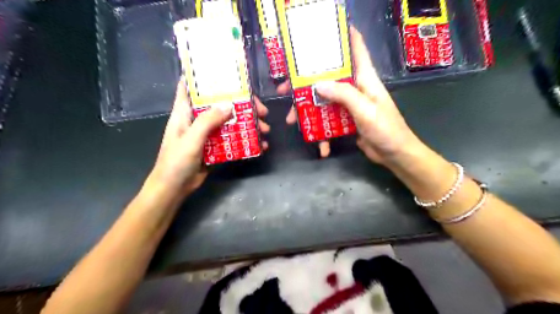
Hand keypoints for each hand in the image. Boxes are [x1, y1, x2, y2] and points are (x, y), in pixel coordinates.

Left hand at [149, 78, 270, 196]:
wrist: (174, 189)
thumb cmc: (176, 162)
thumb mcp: (191, 140)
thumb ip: (208, 121)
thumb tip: (229, 105)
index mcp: (185, 112)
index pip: (191, 87)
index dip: (205, 77)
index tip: (227, 73)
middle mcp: (197, 119)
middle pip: (220, 105)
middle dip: (241, 105)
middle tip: (261, 110)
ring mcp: (208, 134)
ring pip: (230, 122)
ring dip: (247, 124)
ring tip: (265, 129)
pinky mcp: (215, 147)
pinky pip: (232, 139)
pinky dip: (245, 140)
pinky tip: (259, 144)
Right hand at [287, 26, 416, 163]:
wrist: (394, 154)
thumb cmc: (386, 129)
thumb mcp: (365, 109)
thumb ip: (343, 94)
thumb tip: (317, 84)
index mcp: (364, 78)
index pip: (356, 49)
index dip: (344, 36)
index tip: (324, 32)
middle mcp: (355, 88)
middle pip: (328, 78)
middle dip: (307, 83)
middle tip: (286, 89)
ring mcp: (349, 106)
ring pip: (323, 101)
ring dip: (308, 111)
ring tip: (293, 121)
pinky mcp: (346, 120)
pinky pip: (328, 121)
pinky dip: (323, 134)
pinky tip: (322, 147)